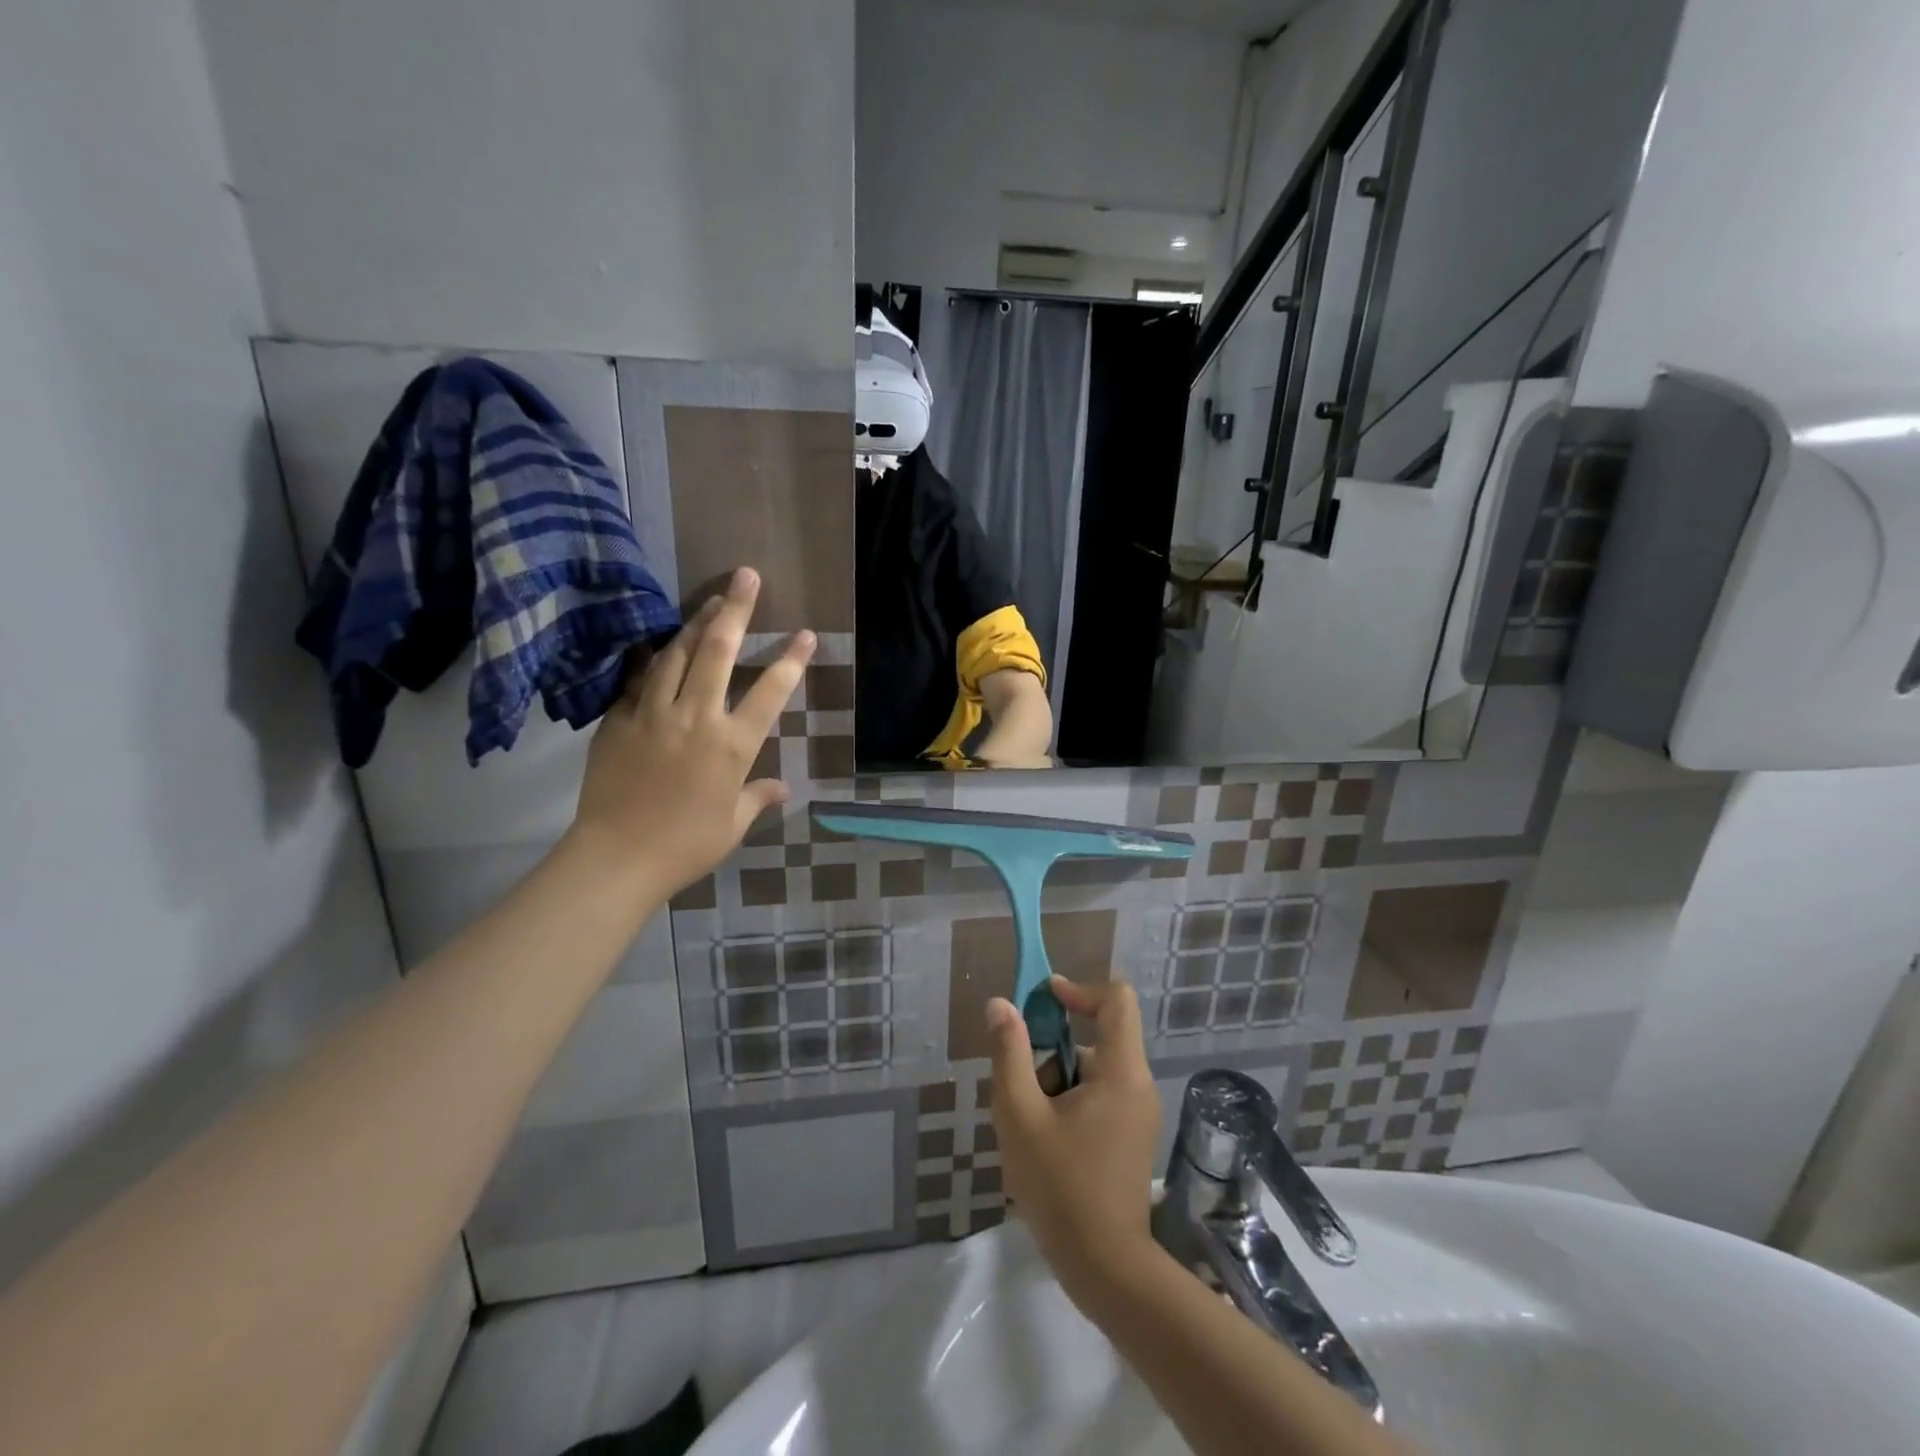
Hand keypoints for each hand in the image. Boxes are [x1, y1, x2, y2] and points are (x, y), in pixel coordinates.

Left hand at [566, 567, 813, 896]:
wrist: (617, 857)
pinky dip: (654, 658)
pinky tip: (661, 645)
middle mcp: (697, 717)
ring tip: (711, 600)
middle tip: (746, 576)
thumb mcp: (732, 824)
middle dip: (736, 610)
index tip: (805, 634)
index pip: (770, 691)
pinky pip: (640, 678)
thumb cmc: (685, 845)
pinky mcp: (619, 719)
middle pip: (718, 651)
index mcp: (733, 744)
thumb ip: (758, 797)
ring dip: (696, 623)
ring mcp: (654, 713)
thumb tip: (784, 788)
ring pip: (677, 654)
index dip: (790, 660)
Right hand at [986, 977, 1160, 1305]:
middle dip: (1052, 1053)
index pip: (1116, 1000)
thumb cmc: (1061, 1187)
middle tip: (1021, 1090)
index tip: (1042, 1001)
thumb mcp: (1020, 1115)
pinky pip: (1098, 1097)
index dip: (1079, 989)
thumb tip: (1000, 1004)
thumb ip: (1009, 1053)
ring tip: (1028, 1126)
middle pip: (1096, 1038)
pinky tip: (1044, 1145)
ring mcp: (1138, 1114)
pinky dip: (1068, 1104)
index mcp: (1121, 1071)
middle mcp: (1137, 1085)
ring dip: (1055, 1083)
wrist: (1106, 1270)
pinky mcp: (1131, 1138)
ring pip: (1092, 1071)